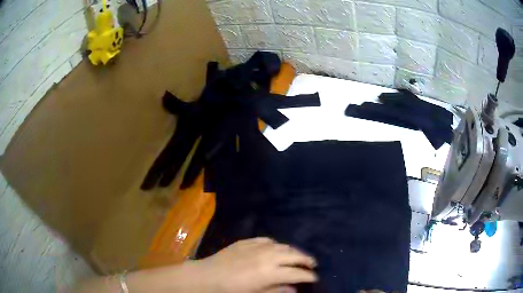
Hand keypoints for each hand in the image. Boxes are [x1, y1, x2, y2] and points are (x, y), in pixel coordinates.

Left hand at [192, 237, 317, 292]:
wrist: (207, 276)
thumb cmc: (231, 290)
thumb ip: (278, 290)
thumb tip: (295, 288)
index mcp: (270, 272)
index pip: (297, 272)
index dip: (309, 276)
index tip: (315, 278)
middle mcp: (268, 256)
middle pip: (294, 255)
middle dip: (306, 260)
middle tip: (312, 264)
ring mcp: (257, 246)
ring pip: (283, 246)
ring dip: (294, 251)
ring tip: (298, 256)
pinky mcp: (247, 241)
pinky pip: (268, 240)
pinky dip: (276, 245)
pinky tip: (277, 249)